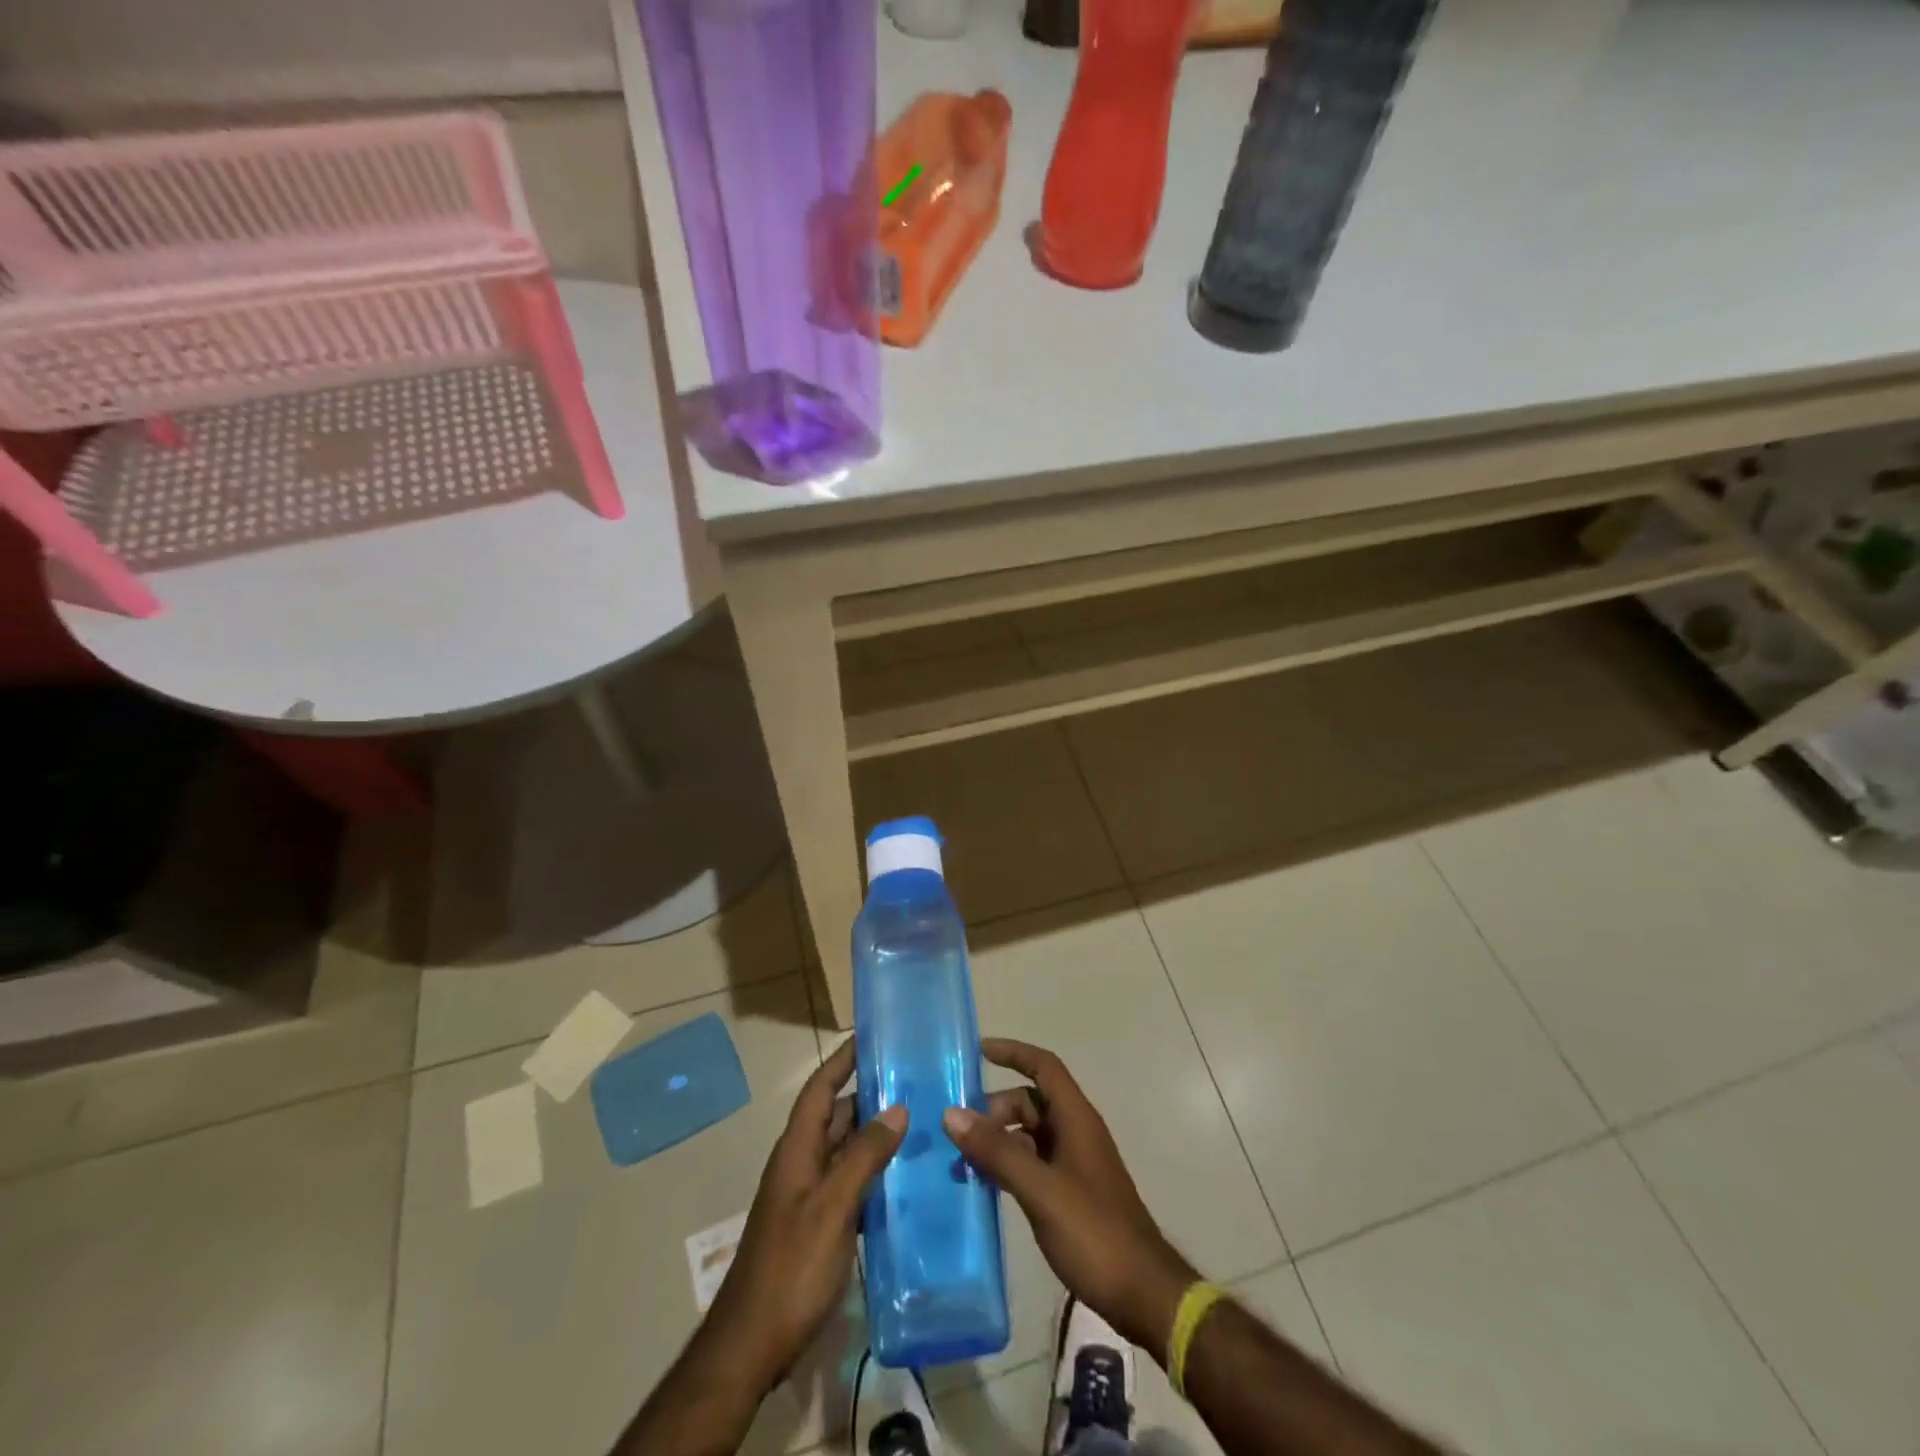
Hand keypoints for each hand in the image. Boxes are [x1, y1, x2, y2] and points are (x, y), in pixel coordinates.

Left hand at [704, 1038, 906, 1391]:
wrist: (752, 1345)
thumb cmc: (791, 1267)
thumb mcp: (832, 1206)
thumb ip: (864, 1155)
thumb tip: (897, 1108)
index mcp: (797, 1150)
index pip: (820, 1089)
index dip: (843, 1060)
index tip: (873, 1036)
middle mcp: (802, 1164)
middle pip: (837, 1116)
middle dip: (871, 1095)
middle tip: (916, 1081)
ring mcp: (810, 1196)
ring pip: (847, 1150)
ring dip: (877, 1135)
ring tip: (922, 1122)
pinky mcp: (821, 1225)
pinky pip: (852, 1183)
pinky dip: (876, 1173)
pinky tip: (907, 1179)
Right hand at [943, 1038, 1198, 1356]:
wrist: (1143, 1294)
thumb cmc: (1094, 1232)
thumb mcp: (1040, 1189)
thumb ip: (997, 1151)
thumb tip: (952, 1113)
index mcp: (1076, 1119)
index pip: (1044, 1066)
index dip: (1013, 1053)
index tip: (977, 1051)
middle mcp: (1076, 1132)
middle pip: (1031, 1101)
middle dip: (994, 1109)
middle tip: (959, 1132)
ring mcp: (1074, 1164)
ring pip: (1029, 1135)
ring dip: (997, 1140)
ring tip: (961, 1162)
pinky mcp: (1070, 1193)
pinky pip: (1032, 1163)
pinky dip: (1008, 1165)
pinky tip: (983, 1185)